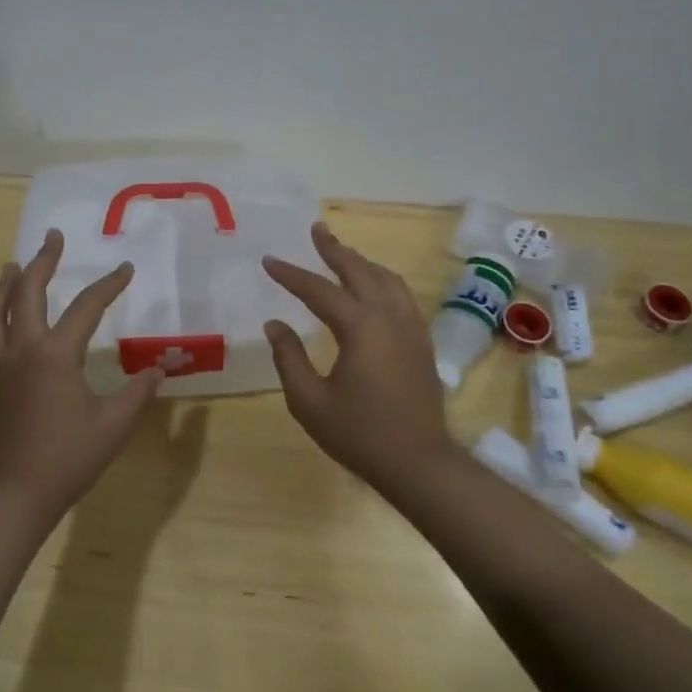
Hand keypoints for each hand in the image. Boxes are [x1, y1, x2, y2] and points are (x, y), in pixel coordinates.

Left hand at [0, 229, 164, 521]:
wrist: (18, 493)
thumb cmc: (69, 457)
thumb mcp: (114, 423)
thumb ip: (138, 391)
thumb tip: (158, 369)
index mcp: (56, 354)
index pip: (86, 307)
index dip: (109, 285)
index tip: (125, 268)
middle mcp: (22, 349)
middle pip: (26, 292)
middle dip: (42, 261)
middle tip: (52, 238)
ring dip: (4, 286)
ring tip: (13, 268)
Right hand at [262, 222, 459, 493]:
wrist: (419, 462)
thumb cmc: (359, 433)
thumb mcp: (309, 401)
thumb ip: (288, 358)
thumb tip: (275, 324)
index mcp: (360, 327)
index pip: (318, 290)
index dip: (291, 274)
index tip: (269, 261)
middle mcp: (388, 316)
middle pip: (359, 270)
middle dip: (334, 249)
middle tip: (316, 229)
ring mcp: (410, 327)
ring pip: (386, 279)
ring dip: (361, 261)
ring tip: (342, 251)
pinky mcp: (421, 341)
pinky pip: (401, 295)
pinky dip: (382, 279)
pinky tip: (374, 285)